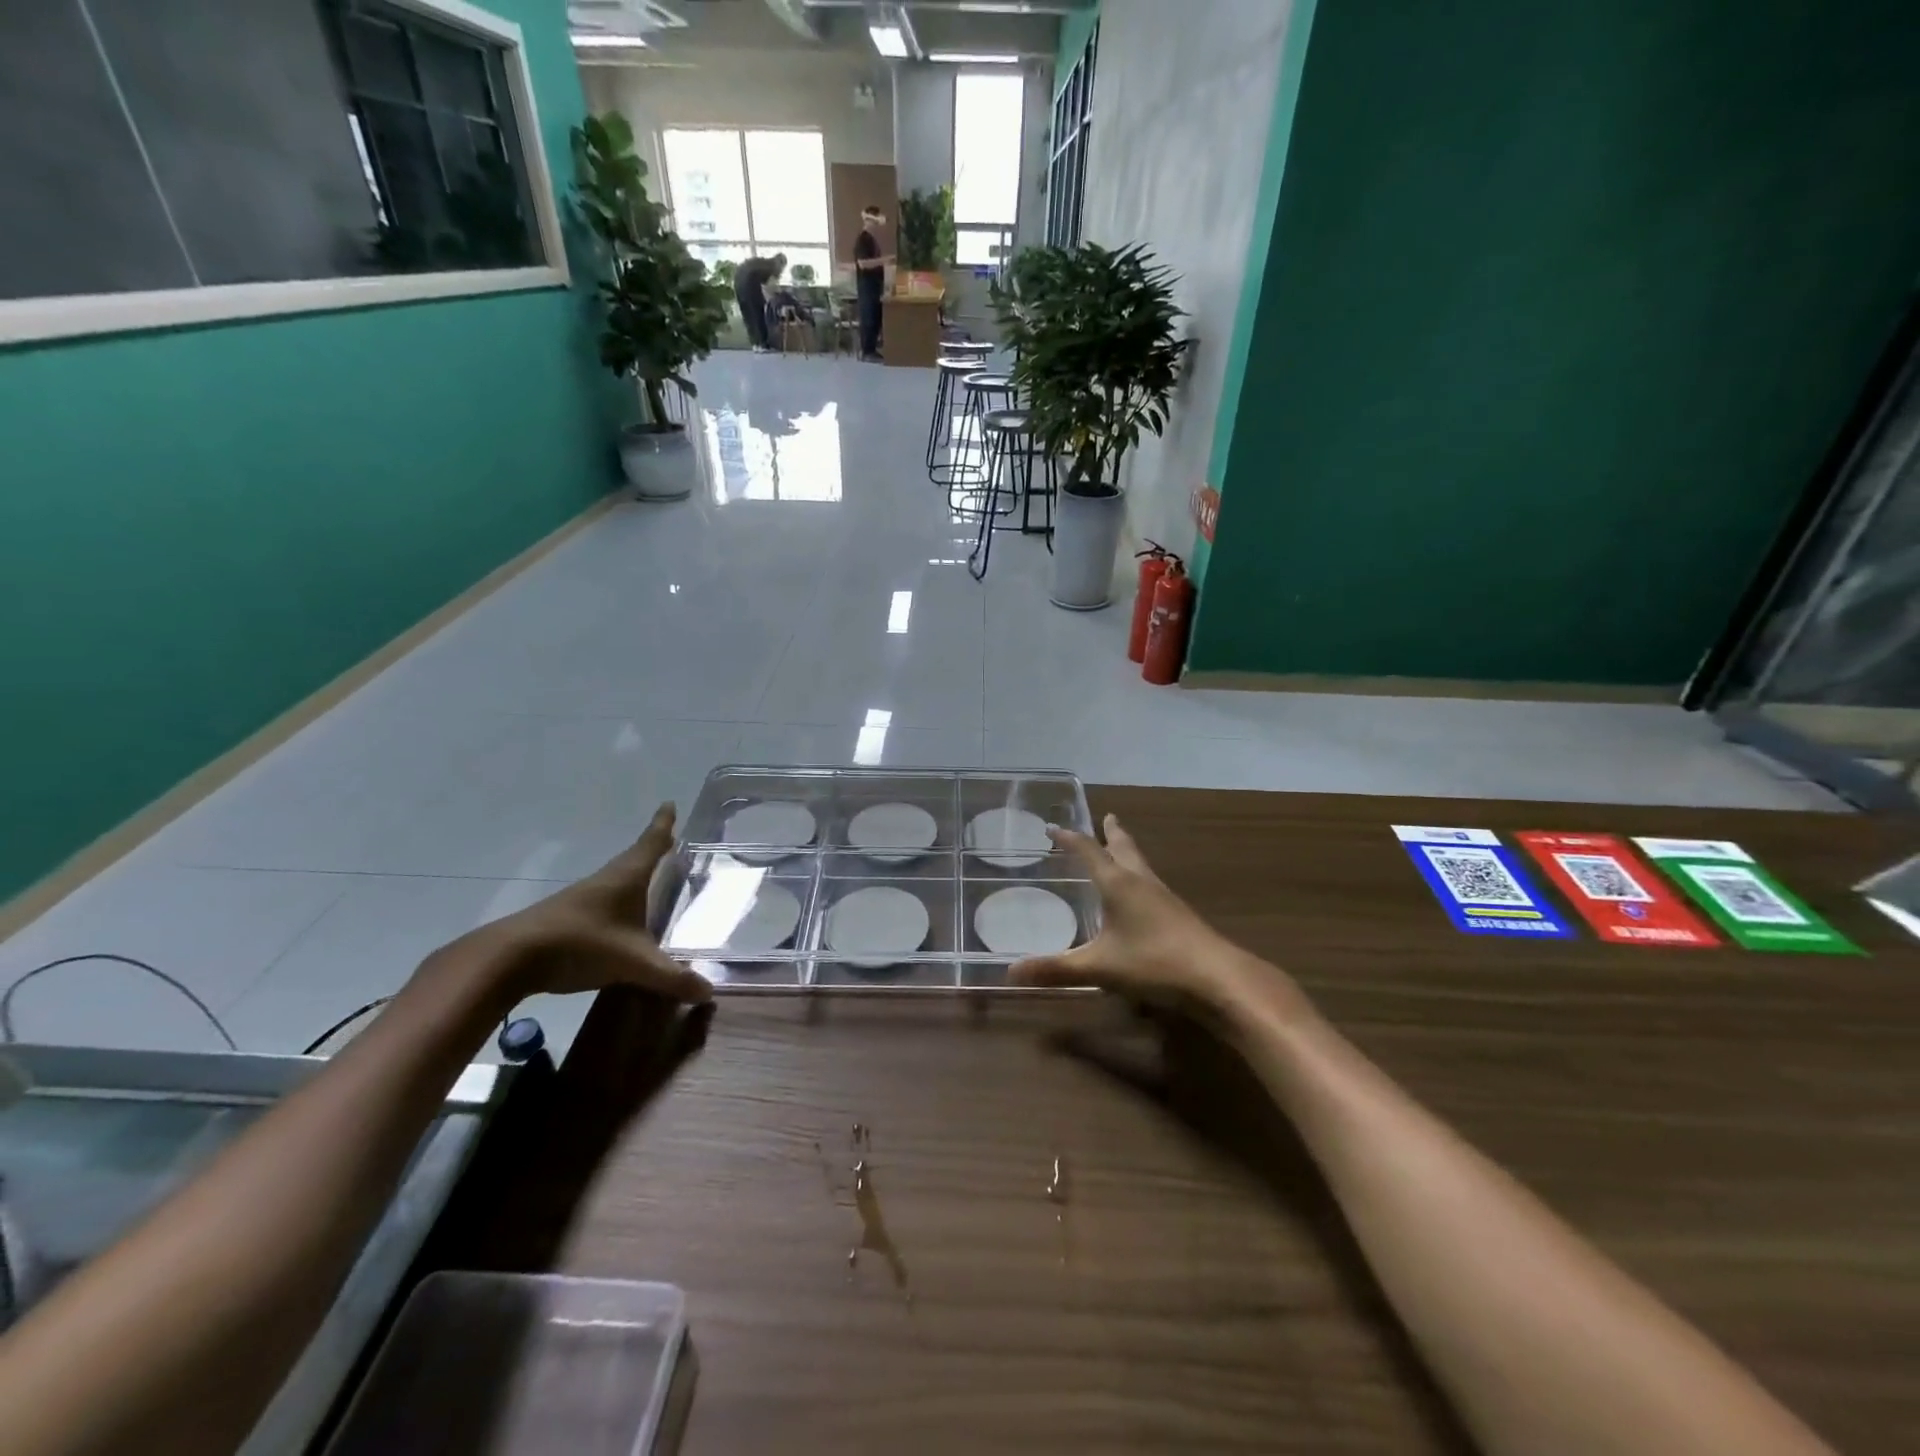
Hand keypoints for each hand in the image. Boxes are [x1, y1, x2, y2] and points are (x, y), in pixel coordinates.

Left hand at [430, 803, 710, 1004]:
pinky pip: (604, 904)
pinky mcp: (567, 919)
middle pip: (635, 859)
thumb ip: (672, 977)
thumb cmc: (581, 944)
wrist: (510, 959)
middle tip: (671, 842)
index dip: (663, 824)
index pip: (651, 843)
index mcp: (627, 877)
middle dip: (654, 850)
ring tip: (652, 883)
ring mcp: (583, 899)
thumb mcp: (634, 963)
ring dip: (635, 878)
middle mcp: (606, 880)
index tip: (669, 804)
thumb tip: (709, 992)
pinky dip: (619, 904)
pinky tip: (623, 922)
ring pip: (617, 881)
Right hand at [1010, 814, 1300, 1019]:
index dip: (1070, 839)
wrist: (1217, 978)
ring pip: (1142, 865)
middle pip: (1124, 849)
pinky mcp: (1179, 916)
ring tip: (1121, 849)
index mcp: (1119, 884)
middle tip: (1107, 817)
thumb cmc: (1153, 963)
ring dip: (1128, 853)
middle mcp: (1142, 882)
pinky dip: (1139, 878)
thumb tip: (1010, 972)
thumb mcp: (1098, 968)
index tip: (1053, 827)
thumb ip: (1056, 969)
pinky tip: (1141, 897)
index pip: (1089, 851)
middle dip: (1111, 834)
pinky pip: (1152, 885)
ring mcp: (1164, 898)